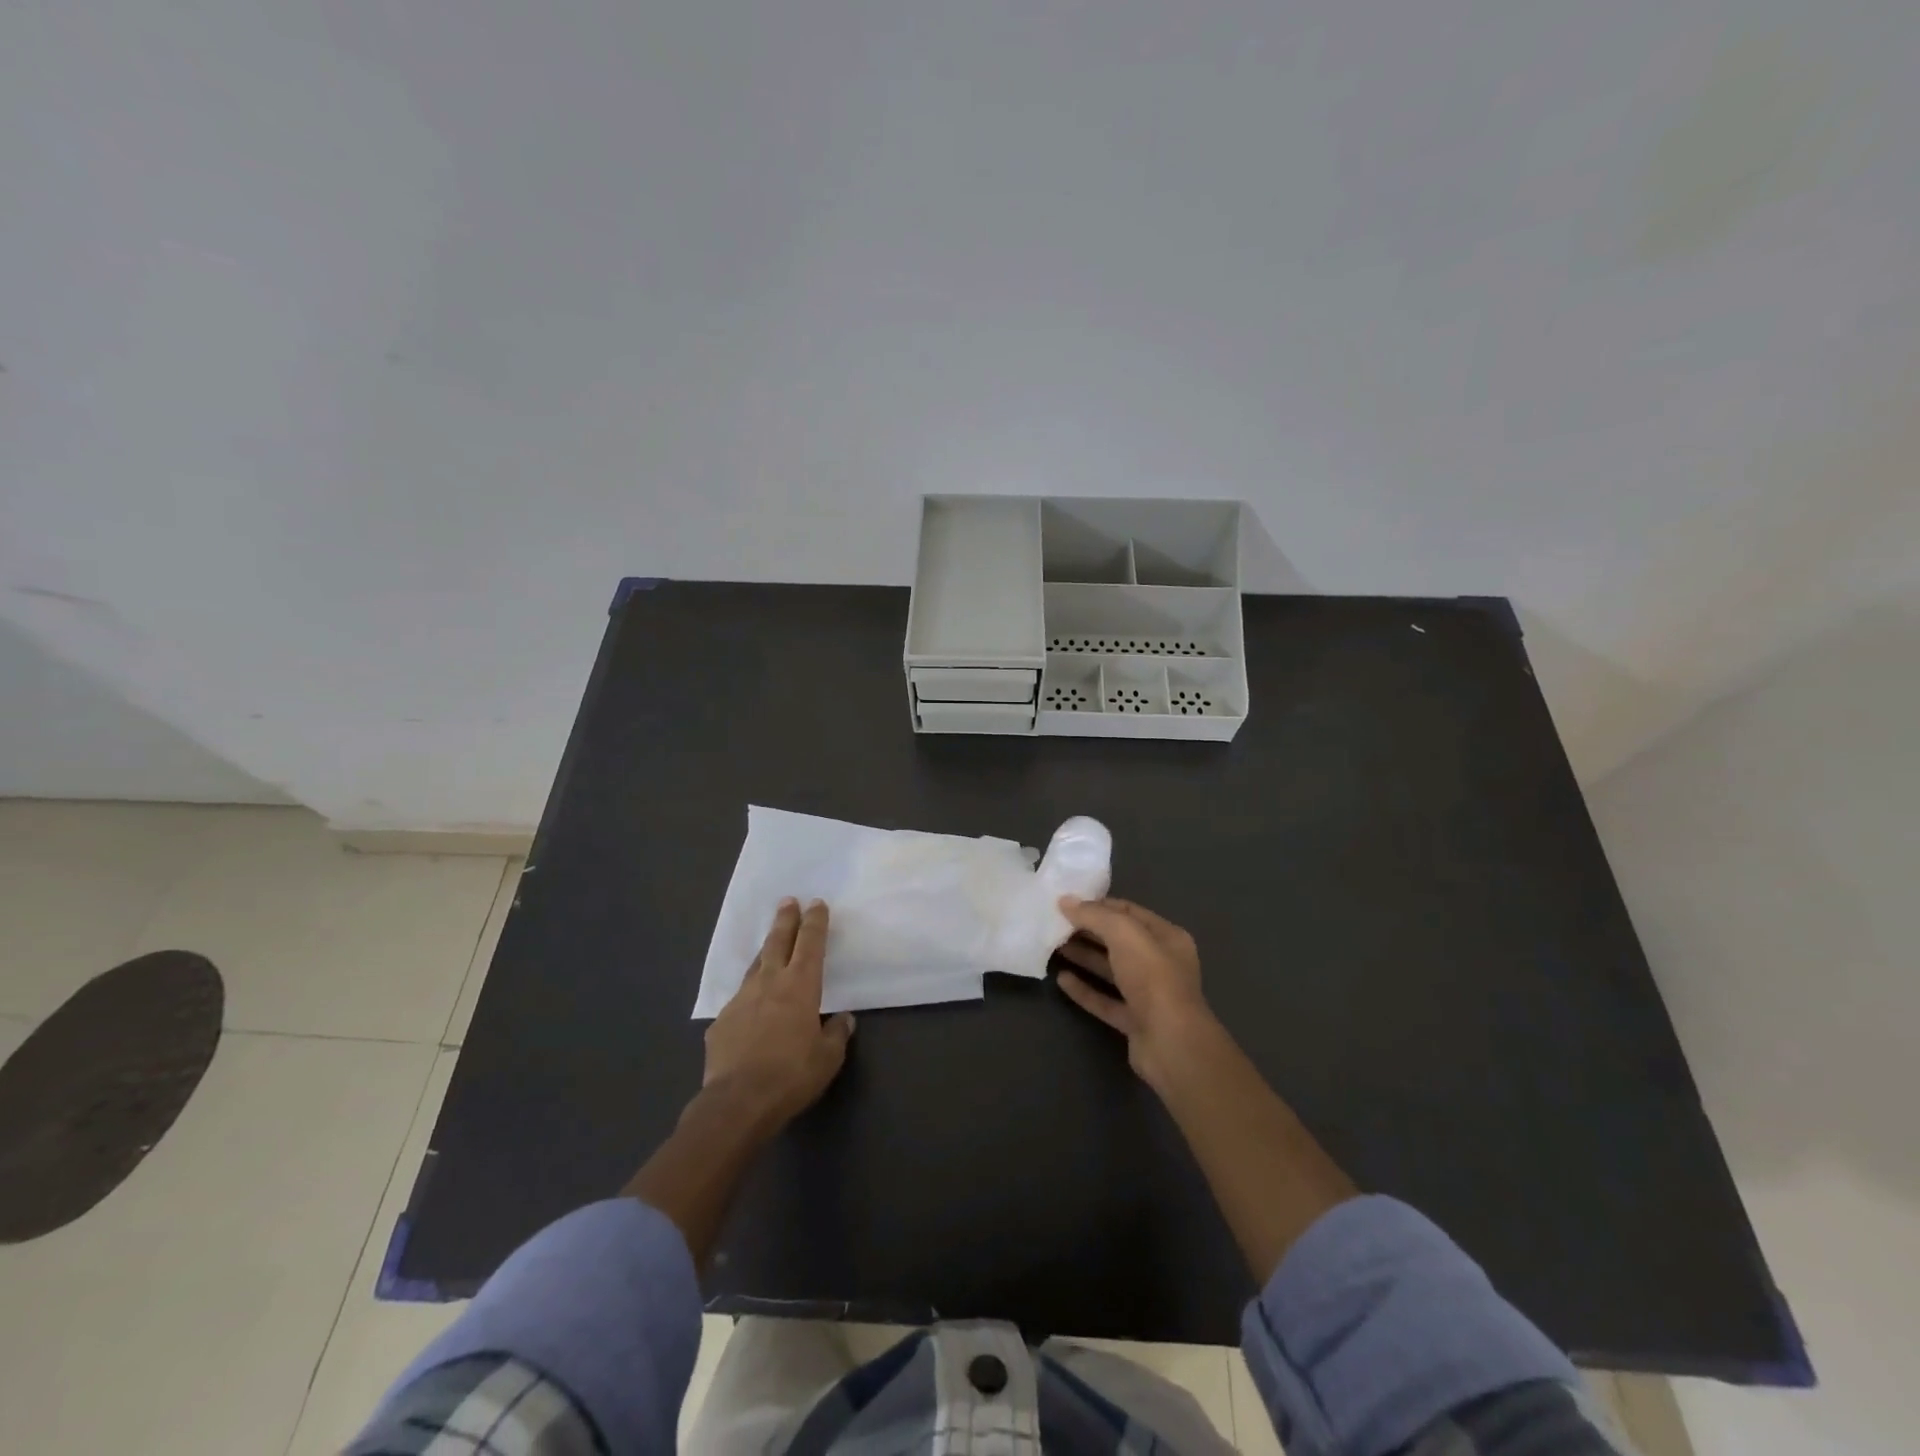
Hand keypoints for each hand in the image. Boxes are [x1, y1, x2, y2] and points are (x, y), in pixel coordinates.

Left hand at [704, 898, 855, 1127]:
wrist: (737, 1102)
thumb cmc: (791, 1075)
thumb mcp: (828, 1058)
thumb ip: (836, 1034)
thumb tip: (843, 1020)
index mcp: (800, 986)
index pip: (811, 944)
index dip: (815, 922)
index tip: (816, 904)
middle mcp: (770, 983)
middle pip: (778, 942)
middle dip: (786, 920)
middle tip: (788, 901)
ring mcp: (741, 1000)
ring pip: (756, 966)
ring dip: (766, 950)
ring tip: (771, 942)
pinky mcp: (721, 1022)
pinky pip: (740, 1000)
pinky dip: (750, 995)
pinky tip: (751, 1006)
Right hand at [1056, 897, 1214, 1090]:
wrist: (1171, 1043)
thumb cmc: (1153, 978)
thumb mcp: (1124, 934)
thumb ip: (1094, 915)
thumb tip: (1065, 901)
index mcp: (1166, 937)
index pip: (1129, 912)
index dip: (1098, 905)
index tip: (1067, 903)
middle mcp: (1160, 963)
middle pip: (1118, 941)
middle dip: (1088, 931)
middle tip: (1054, 924)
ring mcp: (1148, 995)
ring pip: (1111, 970)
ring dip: (1084, 957)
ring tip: (1053, 947)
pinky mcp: (1134, 1021)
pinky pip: (1105, 1000)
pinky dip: (1085, 990)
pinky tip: (1061, 979)